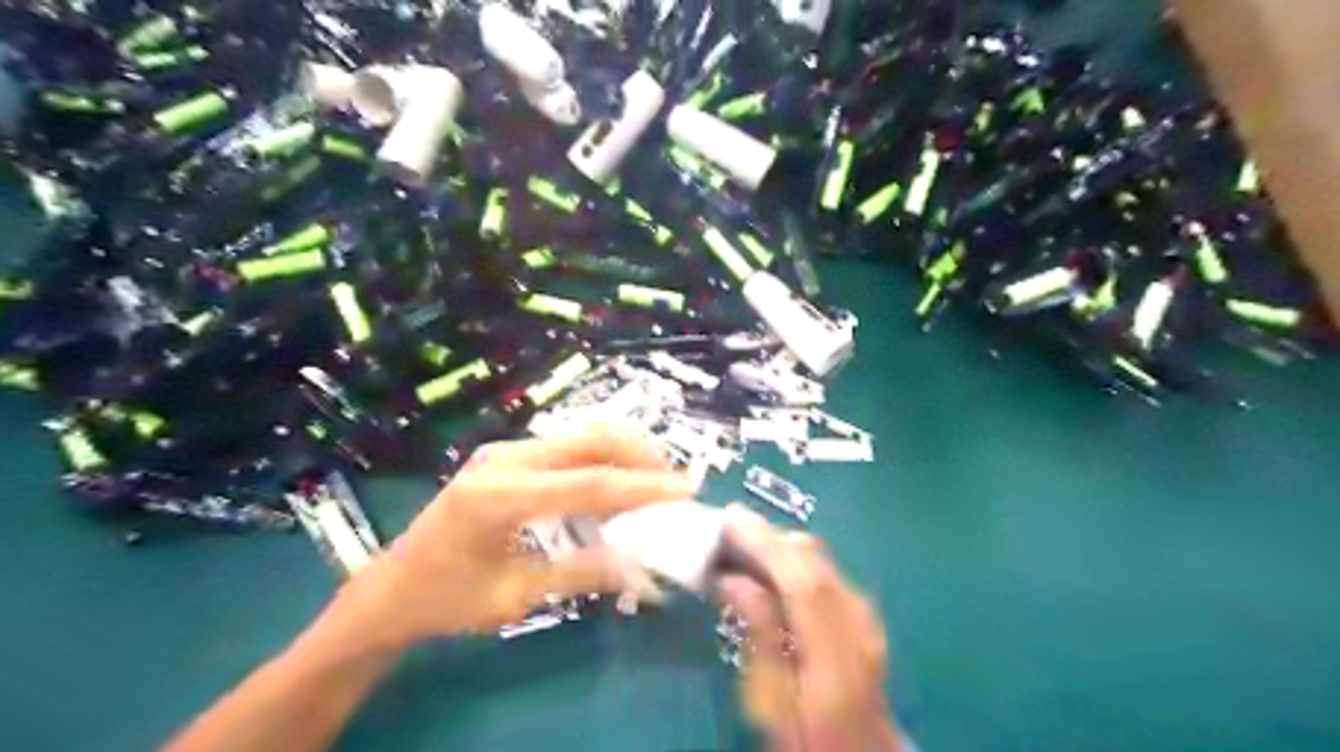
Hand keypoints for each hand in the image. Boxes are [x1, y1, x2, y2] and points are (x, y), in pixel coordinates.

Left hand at [334, 427, 701, 648]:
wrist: (389, 589)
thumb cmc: (447, 600)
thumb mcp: (516, 596)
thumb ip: (581, 573)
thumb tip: (642, 566)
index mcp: (500, 496)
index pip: (589, 483)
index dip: (643, 486)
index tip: (687, 487)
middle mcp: (503, 459)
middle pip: (588, 442)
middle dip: (639, 454)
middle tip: (675, 479)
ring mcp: (502, 451)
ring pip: (579, 436)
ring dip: (622, 451)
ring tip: (655, 477)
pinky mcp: (504, 455)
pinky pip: (564, 446)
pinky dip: (598, 458)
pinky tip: (615, 480)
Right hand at [716, 505, 893, 751]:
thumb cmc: (808, 738)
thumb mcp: (772, 702)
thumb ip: (759, 637)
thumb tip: (733, 580)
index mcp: (837, 657)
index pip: (804, 582)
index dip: (768, 545)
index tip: (731, 520)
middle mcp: (859, 626)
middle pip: (816, 561)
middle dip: (771, 535)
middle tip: (729, 526)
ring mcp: (866, 617)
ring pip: (821, 560)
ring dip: (781, 545)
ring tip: (742, 543)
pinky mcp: (863, 614)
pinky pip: (824, 570)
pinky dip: (794, 559)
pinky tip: (772, 568)